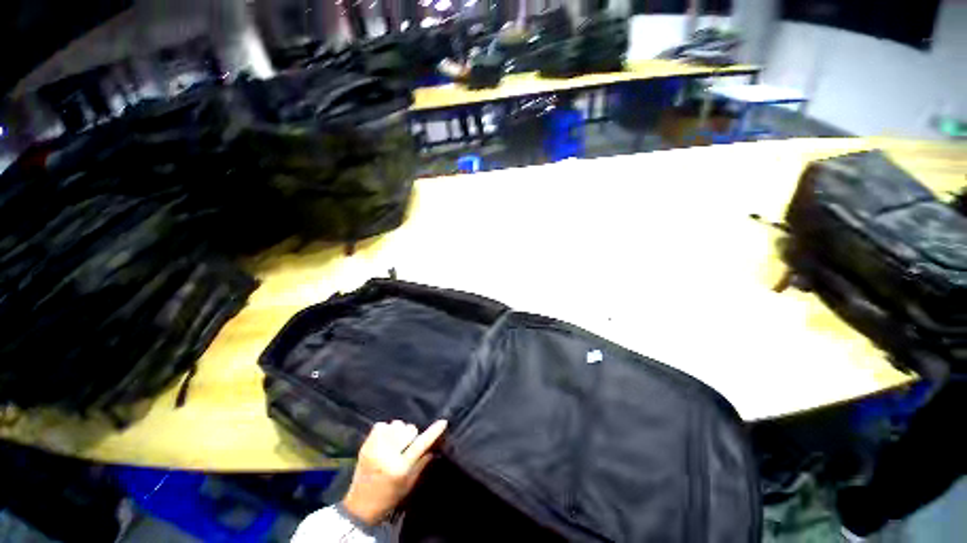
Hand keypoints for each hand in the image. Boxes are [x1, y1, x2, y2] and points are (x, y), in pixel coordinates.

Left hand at [342, 419, 447, 525]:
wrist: (360, 506)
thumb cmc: (389, 497)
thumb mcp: (409, 485)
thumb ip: (422, 465)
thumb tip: (433, 448)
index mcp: (400, 468)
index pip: (420, 445)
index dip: (433, 432)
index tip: (443, 422)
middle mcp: (387, 456)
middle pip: (409, 430)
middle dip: (411, 434)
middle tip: (407, 445)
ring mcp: (374, 449)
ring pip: (396, 425)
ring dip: (399, 430)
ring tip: (396, 441)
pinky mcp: (365, 445)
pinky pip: (381, 425)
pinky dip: (386, 429)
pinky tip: (386, 438)